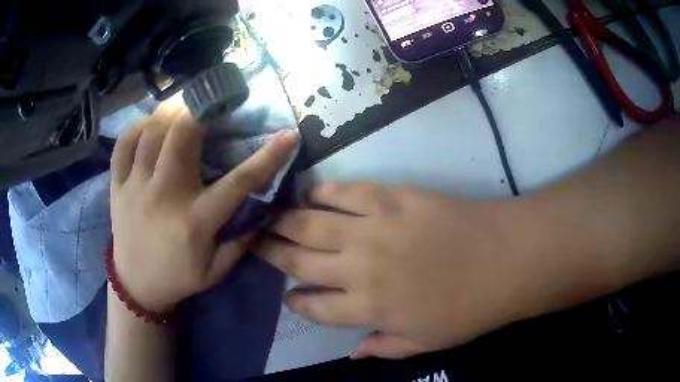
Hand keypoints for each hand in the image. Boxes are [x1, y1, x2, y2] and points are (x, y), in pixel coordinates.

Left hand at [110, 104, 297, 312]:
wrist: (136, 286)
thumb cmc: (179, 278)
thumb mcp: (216, 270)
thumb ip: (241, 242)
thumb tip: (263, 210)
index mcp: (196, 221)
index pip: (238, 183)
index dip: (267, 157)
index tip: (288, 135)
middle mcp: (165, 197)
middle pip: (181, 136)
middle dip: (200, 108)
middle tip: (211, 99)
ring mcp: (136, 188)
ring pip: (150, 133)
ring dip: (169, 111)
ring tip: (181, 105)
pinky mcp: (118, 187)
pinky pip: (122, 146)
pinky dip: (136, 128)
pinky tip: (148, 125)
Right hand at [256, 183, 537, 358]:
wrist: (503, 260)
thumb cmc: (468, 309)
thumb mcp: (425, 342)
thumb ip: (384, 347)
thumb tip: (353, 352)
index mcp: (367, 308)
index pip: (314, 306)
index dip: (296, 301)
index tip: (287, 295)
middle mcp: (358, 268)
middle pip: (300, 260)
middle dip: (272, 251)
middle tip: (255, 241)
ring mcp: (372, 229)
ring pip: (313, 223)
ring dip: (285, 220)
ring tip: (267, 214)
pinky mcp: (391, 198)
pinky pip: (346, 192)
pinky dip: (324, 192)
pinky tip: (310, 193)